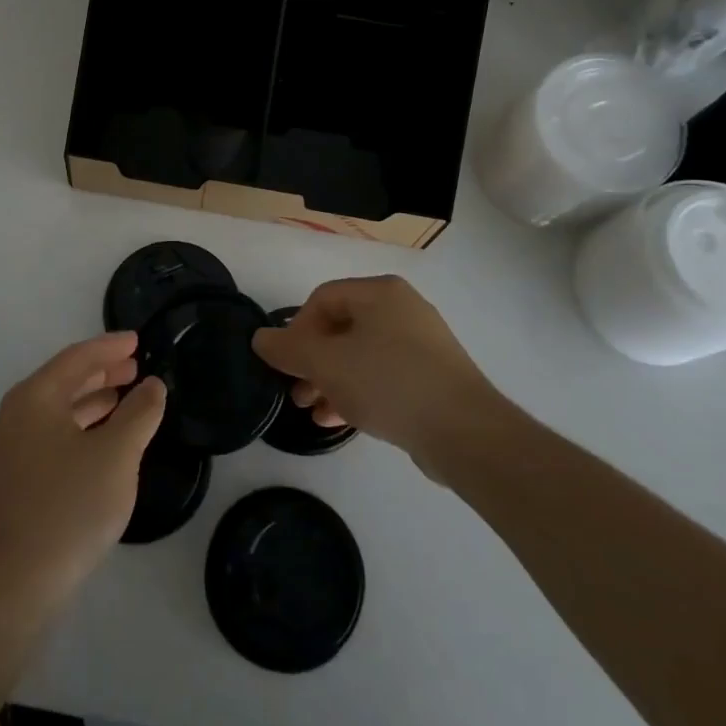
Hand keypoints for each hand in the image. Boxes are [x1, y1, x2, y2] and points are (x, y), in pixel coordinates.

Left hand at [0, 333, 166, 610]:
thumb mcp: (116, 454)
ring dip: (94, 401)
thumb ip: (139, 413)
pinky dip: (83, 428)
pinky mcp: (16, 480)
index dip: (109, 347)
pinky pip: (54, 435)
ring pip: (59, 410)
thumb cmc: (68, 506)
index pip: (77, 358)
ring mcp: (13, 450)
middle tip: (136, 367)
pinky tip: (105, 441)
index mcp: (35, 398)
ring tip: (127, 398)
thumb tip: (153, 386)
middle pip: (65, 381)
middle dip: (102, 372)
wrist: (14, 583)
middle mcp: (17, 415)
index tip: (137, 340)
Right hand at [252, 275, 507, 475]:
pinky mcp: (433, 378)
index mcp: (380, 293)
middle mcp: (402, 309)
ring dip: (330, 381)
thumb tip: (260, 338)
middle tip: (294, 391)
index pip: (322, 299)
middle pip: (341, 328)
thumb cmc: (388, 382)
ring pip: (361, 356)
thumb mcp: (327, 363)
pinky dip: (357, 392)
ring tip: (311, 410)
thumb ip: (289, 348)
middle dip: (312, 361)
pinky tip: (338, 420)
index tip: (286, 363)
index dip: (297, 329)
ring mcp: (422, 344)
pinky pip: (383, 376)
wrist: (465, 432)